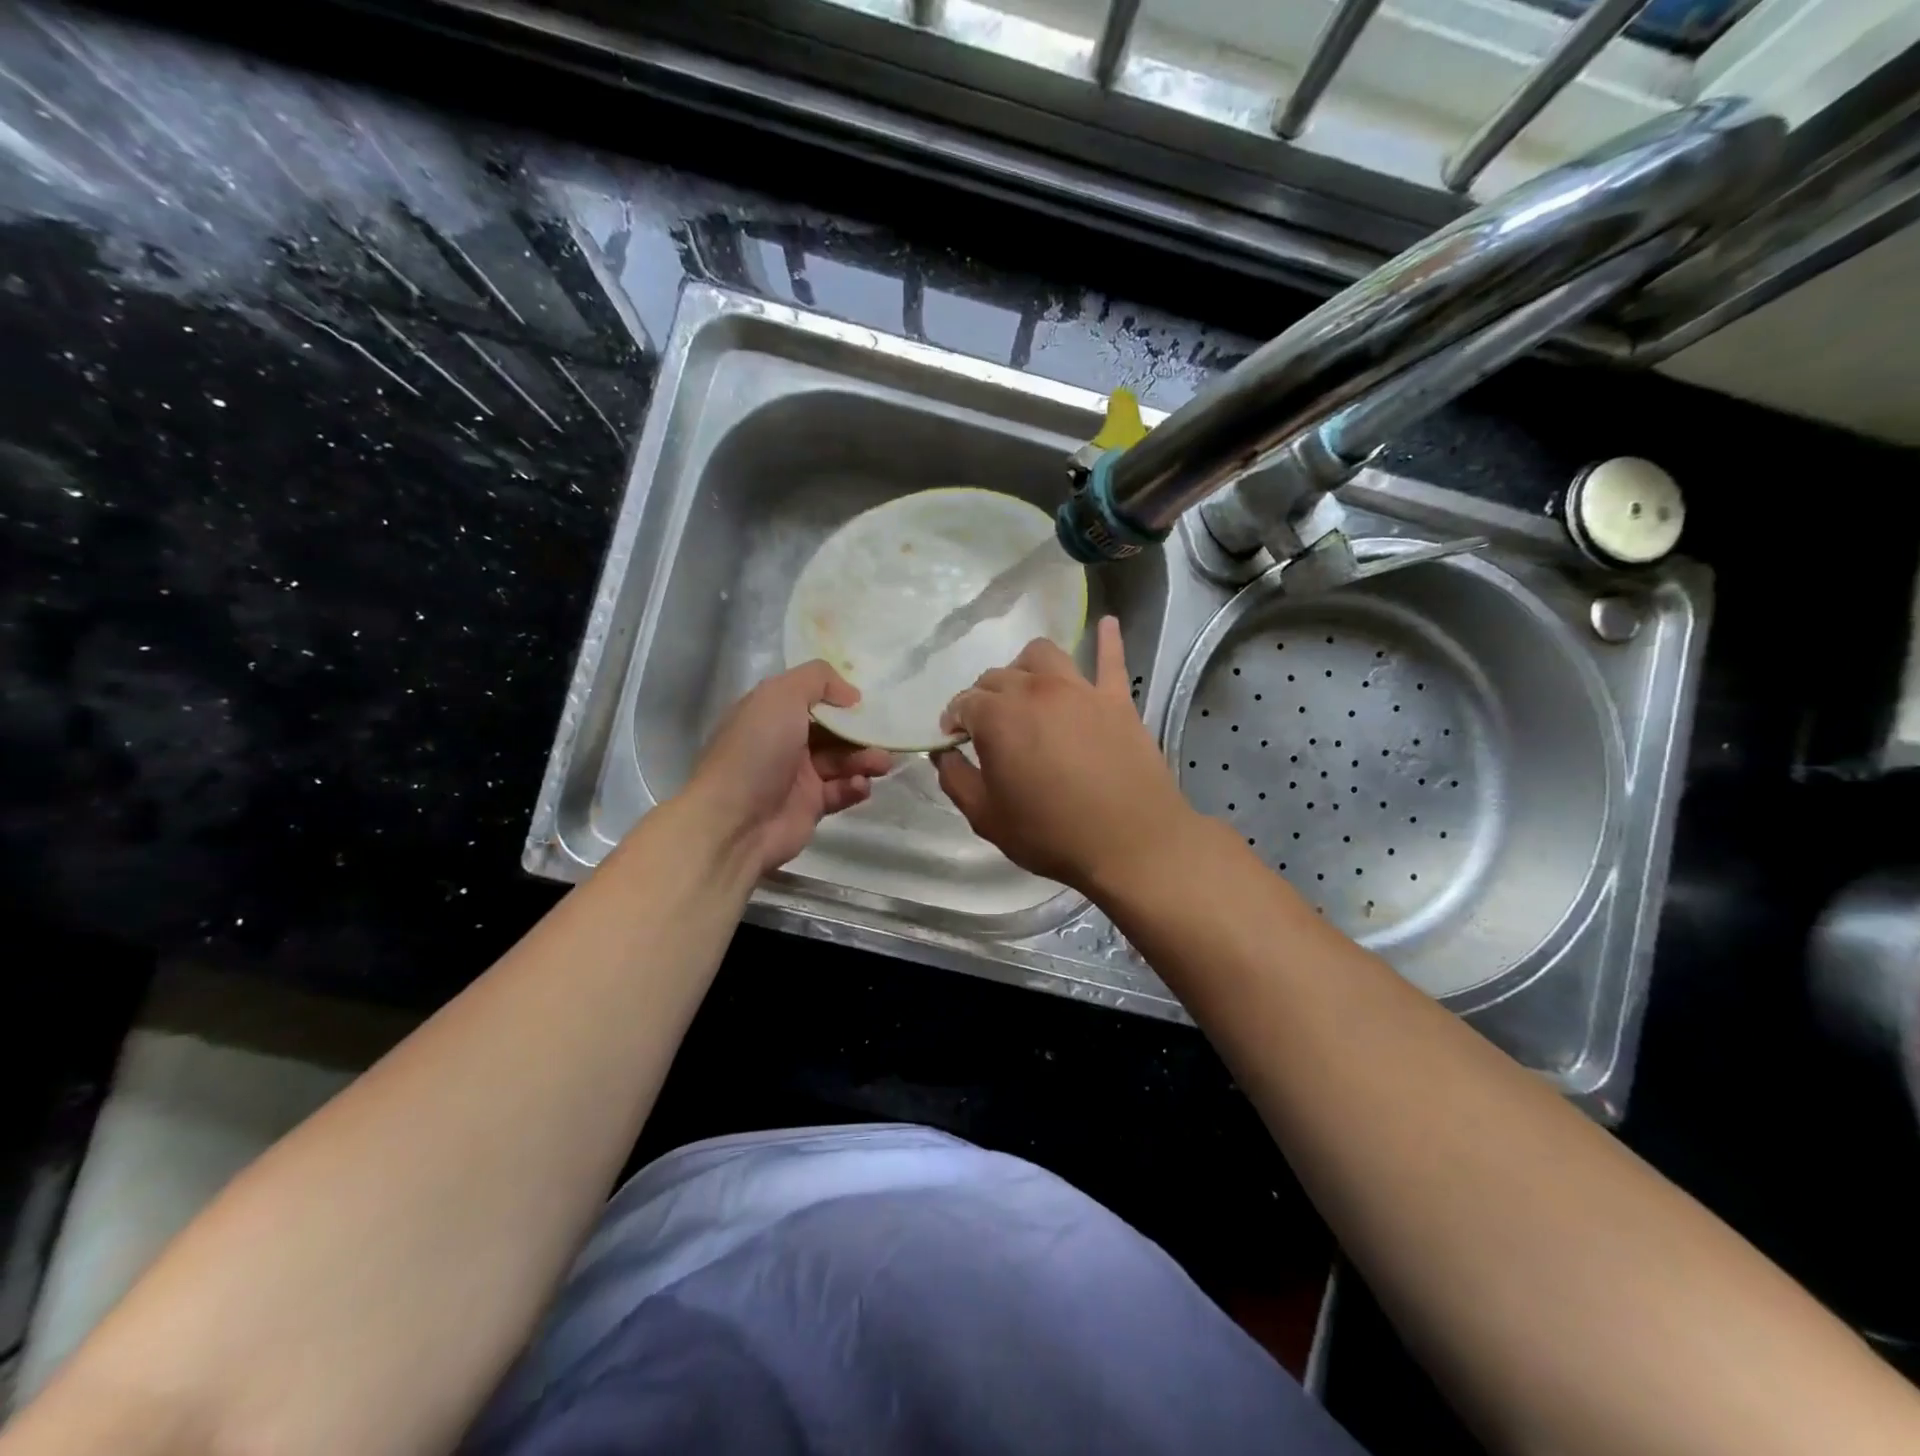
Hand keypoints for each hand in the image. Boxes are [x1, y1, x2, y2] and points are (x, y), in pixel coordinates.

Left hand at [686, 661, 893, 875]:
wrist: (735, 821)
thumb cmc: (757, 751)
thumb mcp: (781, 695)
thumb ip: (818, 680)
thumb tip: (850, 694)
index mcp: (770, 713)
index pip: (810, 698)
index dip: (839, 698)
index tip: (866, 701)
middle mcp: (783, 742)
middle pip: (832, 731)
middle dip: (860, 732)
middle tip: (885, 737)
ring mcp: (796, 777)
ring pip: (841, 761)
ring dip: (864, 759)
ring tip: (881, 763)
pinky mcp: (810, 807)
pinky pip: (840, 791)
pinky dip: (854, 786)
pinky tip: (859, 786)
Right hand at [935, 616, 1200, 896]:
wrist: (1133, 843)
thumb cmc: (1052, 834)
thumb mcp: (986, 817)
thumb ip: (955, 779)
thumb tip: (943, 752)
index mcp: (998, 717)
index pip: (963, 702)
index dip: (954, 720)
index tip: (955, 740)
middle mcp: (1035, 690)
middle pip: (998, 677)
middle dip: (984, 697)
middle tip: (988, 728)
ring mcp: (1079, 689)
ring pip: (1042, 655)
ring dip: (1025, 668)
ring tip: (1026, 690)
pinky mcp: (1116, 699)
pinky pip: (1111, 659)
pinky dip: (1107, 639)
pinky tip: (1107, 623)